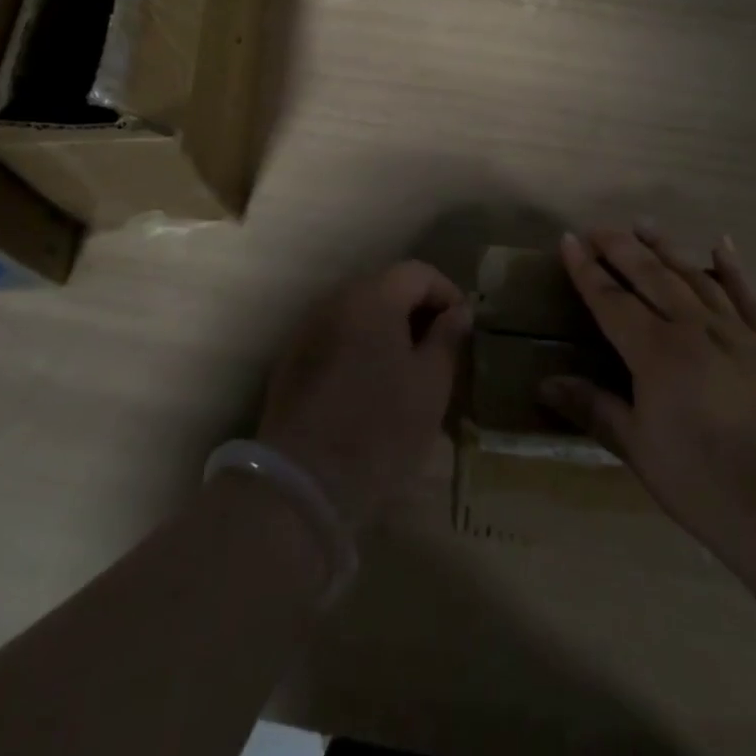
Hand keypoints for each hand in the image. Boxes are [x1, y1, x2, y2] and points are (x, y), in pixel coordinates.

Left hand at [257, 260, 470, 526]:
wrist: (300, 483)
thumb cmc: (379, 428)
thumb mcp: (430, 385)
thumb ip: (447, 338)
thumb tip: (458, 310)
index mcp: (373, 296)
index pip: (418, 272)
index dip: (447, 294)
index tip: (463, 329)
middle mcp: (336, 300)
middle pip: (386, 288)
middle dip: (417, 312)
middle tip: (440, 352)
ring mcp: (308, 330)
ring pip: (360, 315)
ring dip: (388, 332)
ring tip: (409, 372)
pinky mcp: (291, 362)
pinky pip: (337, 339)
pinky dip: (360, 350)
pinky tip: (371, 388)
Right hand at [541, 228, 755, 556]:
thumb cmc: (702, 480)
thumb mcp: (638, 448)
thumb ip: (594, 408)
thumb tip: (546, 383)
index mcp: (654, 351)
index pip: (611, 299)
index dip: (586, 269)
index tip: (569, 239)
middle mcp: (691, 327)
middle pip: (650, 275)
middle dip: (620, 248)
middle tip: (598, 228)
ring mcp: (733, 331)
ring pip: (693, 276)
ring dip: (666, 248)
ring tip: (644, 224)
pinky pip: (746, 296)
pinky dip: (732, 269)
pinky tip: (721, 245)